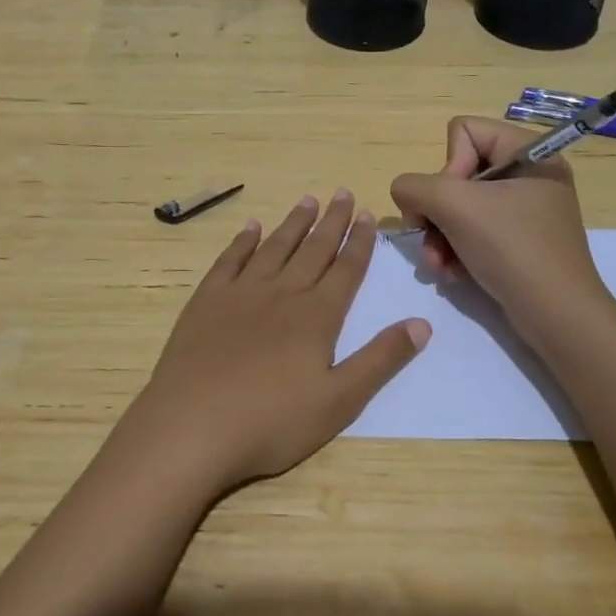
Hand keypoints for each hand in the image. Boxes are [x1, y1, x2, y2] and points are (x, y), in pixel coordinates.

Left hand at [121, 190, 430, 494]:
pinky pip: (230, 260)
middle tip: (343, 192)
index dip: (359, 242)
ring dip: (294, 223)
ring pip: (274, 248)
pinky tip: (251, 227)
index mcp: (317, 316)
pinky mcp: (207, 300)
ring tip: (308, 200)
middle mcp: (282, 293)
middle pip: (313, 249)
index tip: (369, 214)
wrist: (193, 423)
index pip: (346, 270)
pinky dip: (243, 241)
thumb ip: (380, 360)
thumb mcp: (339, 401)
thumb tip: (422, 323)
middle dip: (332, 221)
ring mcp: (241, 293)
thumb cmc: (272, 421)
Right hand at [389, 117, 610, 331]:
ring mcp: (525, 209)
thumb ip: (413, 186)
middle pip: (457, 172)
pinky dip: (456, 250)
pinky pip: (473, 230)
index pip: (463, 131)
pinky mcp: (519, 240)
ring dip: (439, 235)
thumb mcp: (454, 206)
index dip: (447, 165)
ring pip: (459, 205)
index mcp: (528, 152)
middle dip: (436, 210)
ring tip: (438, 264)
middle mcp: (528, 175)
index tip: (454, 201)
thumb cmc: (511, 248)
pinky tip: (452, 273)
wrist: (556, 316)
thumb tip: (406, 194)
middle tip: (430, 237)